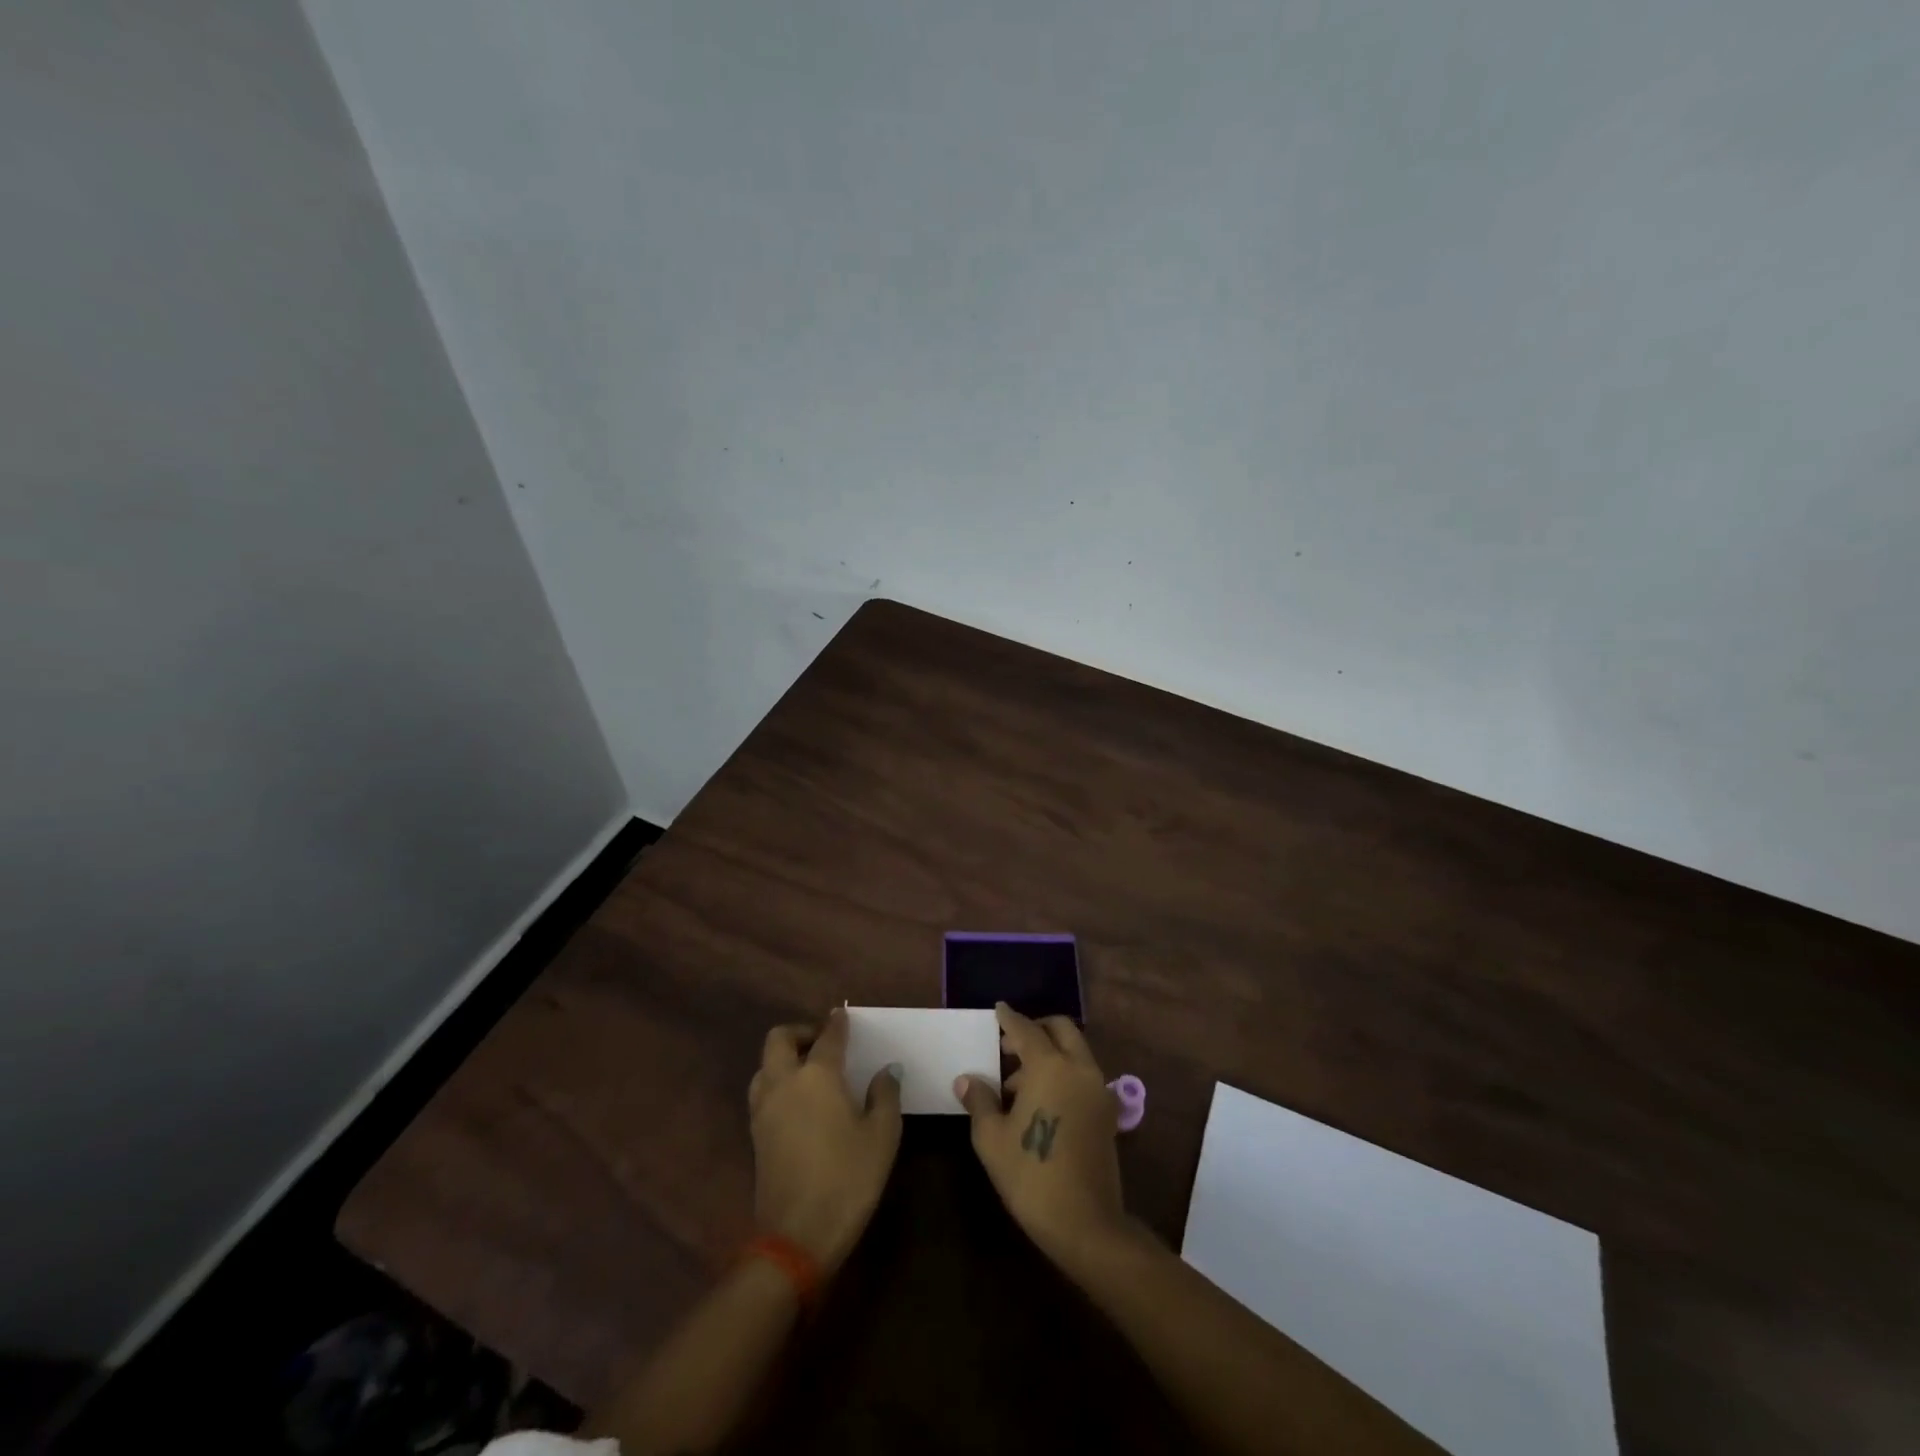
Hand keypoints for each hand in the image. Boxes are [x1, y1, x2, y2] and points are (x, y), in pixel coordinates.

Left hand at [748, 1008, 902, 1273]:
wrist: (797, 1236)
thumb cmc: (848, 1178)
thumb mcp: (882, 1135)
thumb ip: (885, 1095)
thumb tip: (886, 1071)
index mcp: (818, 1074)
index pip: (828, 1036)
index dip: (838, 1023)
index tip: (844, 1016)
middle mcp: (785, 1082)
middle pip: (779, 1038)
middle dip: (800, 1032)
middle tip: (822, 1042)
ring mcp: (764, 1109)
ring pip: (765, 1065)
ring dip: (783, 1058)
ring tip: (809, 1071)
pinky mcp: (756, 1134)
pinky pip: (762, 1091)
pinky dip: (777, 1083)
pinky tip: (799, 1102)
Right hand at [955, 1003, 1127, 1262]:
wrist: (1086, 1223)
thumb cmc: (1031, 1175)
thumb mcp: (992, 1139)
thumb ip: (979, 1101)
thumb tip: (966, 1080)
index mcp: (1050, 1066)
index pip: (1026, 1030)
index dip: (1009, 1019)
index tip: (998, 1010)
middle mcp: (1079, 1068)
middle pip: (1060, 1029)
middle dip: (1035, 1029)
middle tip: (1009, 1046)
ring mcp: (1098, 1089)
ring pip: (1074, 1051)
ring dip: (1049, 1052)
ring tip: (1017, 1085)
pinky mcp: (1107, 1112)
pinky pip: (1083, 1074)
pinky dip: (1063, 1072)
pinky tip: (1041, 1102)